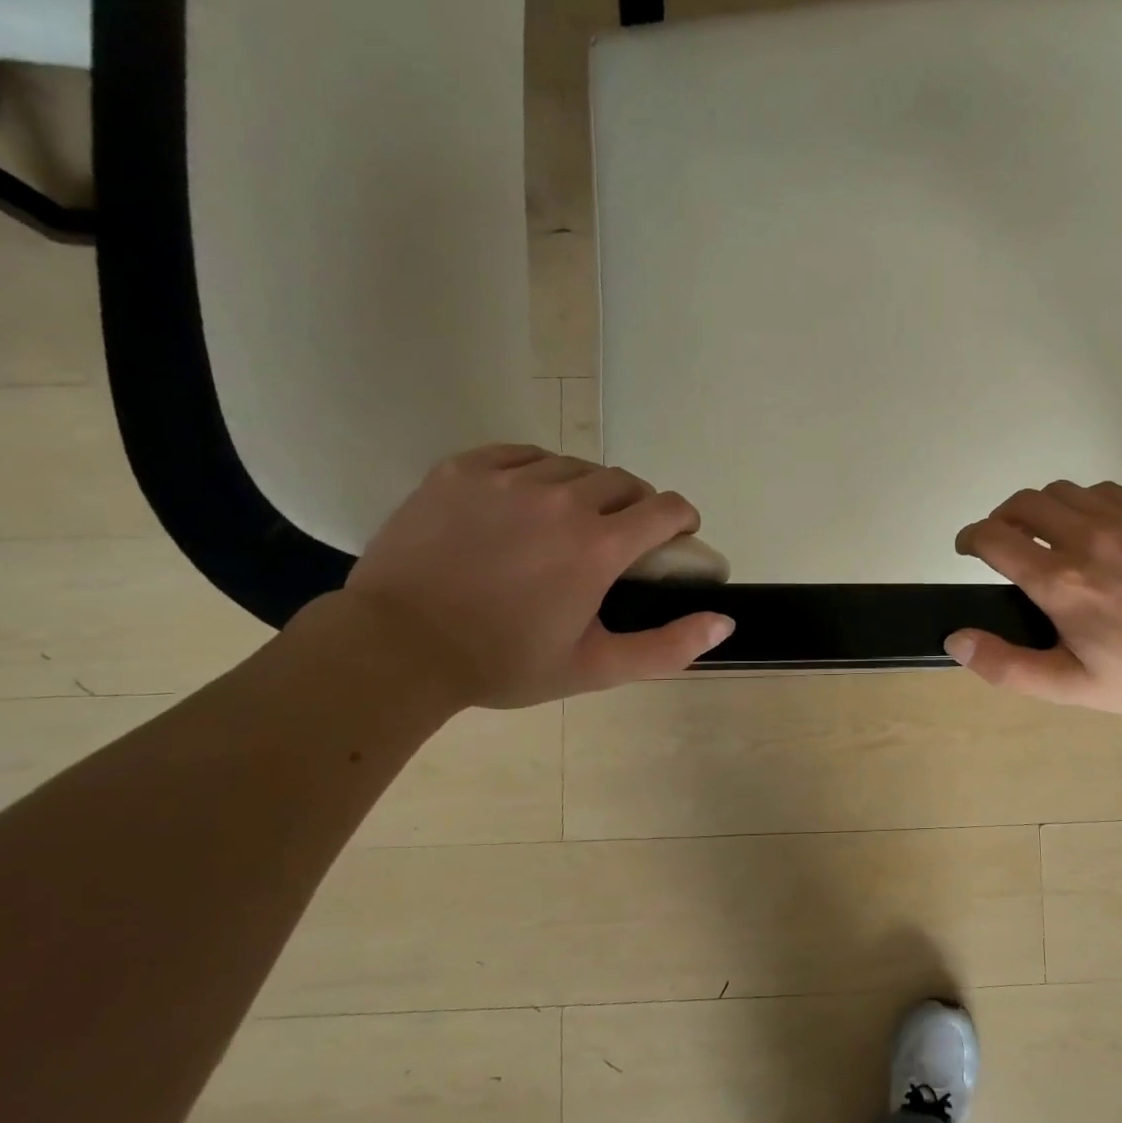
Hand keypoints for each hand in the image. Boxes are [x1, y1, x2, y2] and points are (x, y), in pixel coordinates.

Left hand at [339, 445, 732, 707]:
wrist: (396, 648)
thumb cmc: (504, 662)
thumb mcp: (596, 668)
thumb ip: (668, 646)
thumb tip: (725, 622)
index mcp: (599, 545)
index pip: (666, 507)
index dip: (682, 519)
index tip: (675, 537)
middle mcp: (562, 499)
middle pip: (624, 482)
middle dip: (637, 506)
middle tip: (619, 538)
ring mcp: (508, 479)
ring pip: (574, 466)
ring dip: (587, 489)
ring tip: (568, 520)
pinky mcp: (463, 469)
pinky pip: (521, 454)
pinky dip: (538, 472)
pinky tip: (526, 500)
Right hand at [946, 481, 1121, 714]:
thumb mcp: (1065, 685)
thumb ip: (1004, 665)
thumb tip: (955, 638)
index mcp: (1060, 582)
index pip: (994, 537)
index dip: (970, 538)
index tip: (968, 548)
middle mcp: (1087, 539)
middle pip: (1023, 502)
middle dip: (1002, 518)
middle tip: (1004, 542)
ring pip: (1062, 491)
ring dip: (1042, 510)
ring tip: (1048, 536)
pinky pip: (1102, 491)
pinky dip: (1083, 504)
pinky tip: (1092, 530)